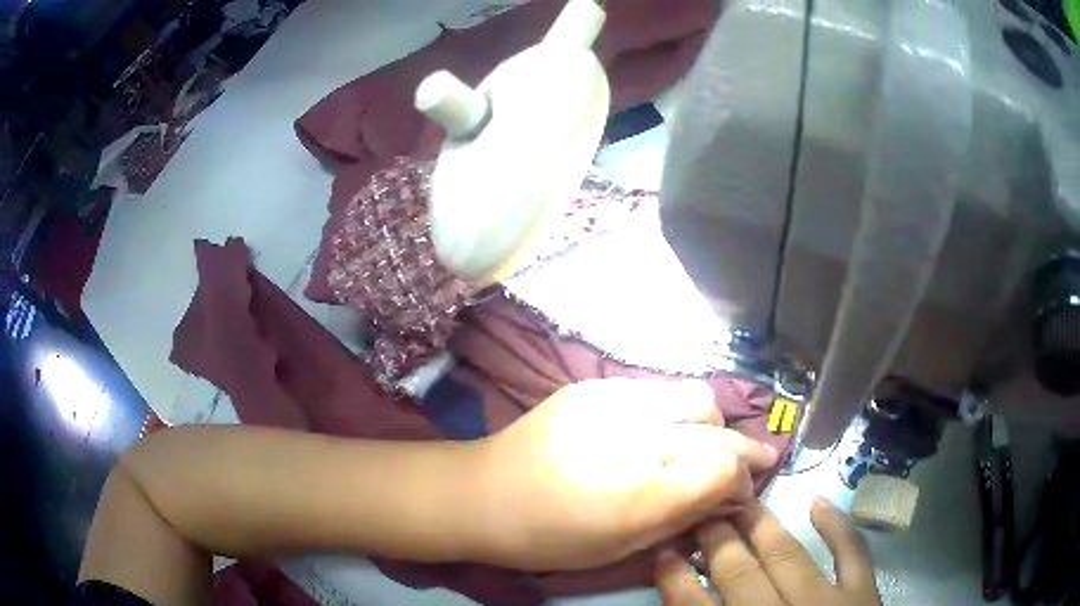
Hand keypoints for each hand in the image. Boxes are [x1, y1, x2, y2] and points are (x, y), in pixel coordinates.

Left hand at [470, 378, 778, 570]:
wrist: (481, 494)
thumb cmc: (549, 536)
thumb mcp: (624, 546)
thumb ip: (684, 516)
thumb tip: (729, 494)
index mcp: (637, 491)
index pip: (724, 464)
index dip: (743, 479)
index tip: (739, 494)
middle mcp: (632, 433)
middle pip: (716, 422)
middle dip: (736, 447)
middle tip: (731, 470)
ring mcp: (611, 399)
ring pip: (693, 396)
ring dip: (706, 425)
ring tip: (692, 448)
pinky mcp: (592, 385)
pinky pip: (656, 391)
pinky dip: (671, 413)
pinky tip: (653, 434)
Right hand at [655, 497, 880, 605]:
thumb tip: (688, 603)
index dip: (676, 579)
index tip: (662, 551)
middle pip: (740, 574)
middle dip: (716, 541)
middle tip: (698, 511)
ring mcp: (827, 602)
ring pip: (787, 557)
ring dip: (761, 527)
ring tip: (739, 499)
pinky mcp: (862, 593)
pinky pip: (851, 553)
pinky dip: (837, 526)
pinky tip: (817, 501)